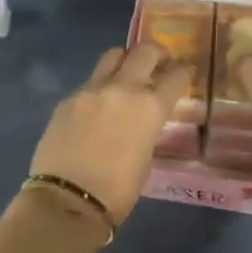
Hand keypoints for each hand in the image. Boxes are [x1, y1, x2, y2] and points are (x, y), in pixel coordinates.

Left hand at [29, 43, 190, 224]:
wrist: (67, 201)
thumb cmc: (117, 191)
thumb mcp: (146, 157)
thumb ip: (147, 127)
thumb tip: (142, 118)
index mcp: (150, 106)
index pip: (177, 75)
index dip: (184, 73)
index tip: (184, 74)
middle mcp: (122, 88)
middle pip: (145, 51)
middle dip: (157, 54)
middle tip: (159, 64)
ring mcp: (91, 89)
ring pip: (113, 56)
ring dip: (125, 61)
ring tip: (126, 77)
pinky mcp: (68, 98)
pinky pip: (89, 83)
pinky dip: (99, 88)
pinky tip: (97, 108)